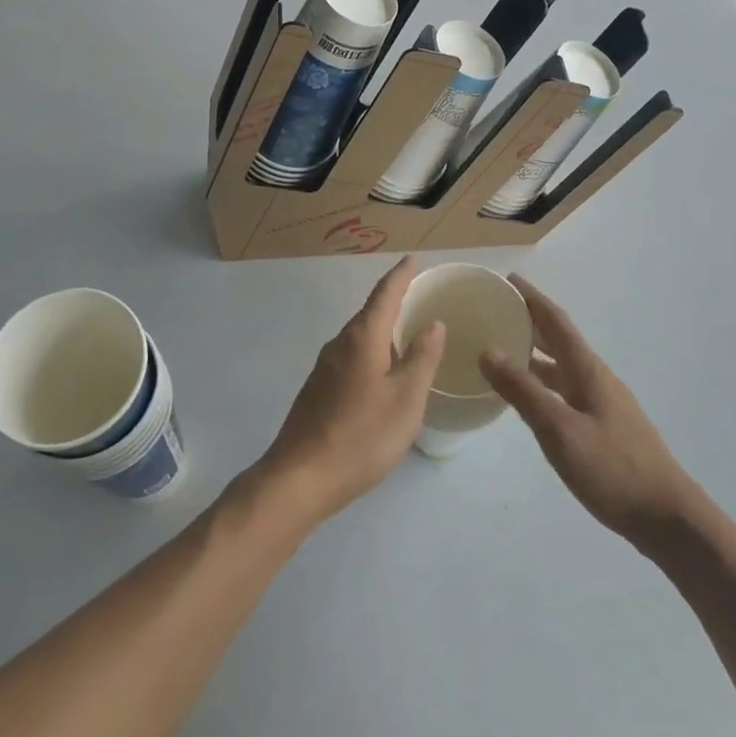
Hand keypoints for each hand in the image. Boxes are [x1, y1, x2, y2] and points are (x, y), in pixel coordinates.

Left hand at [257, 257, 445, 525]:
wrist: (301, 477)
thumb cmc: (362, 435)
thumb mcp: (406, 398)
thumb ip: (421, 358)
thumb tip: (434, 323)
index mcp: (362, 338)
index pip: (384, 295)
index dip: (400, 276)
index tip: (412, 259)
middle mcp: (340, 344)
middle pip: (369, 313)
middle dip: (392, 301)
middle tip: (418, 296)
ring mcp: (324, 368)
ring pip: (359, 337)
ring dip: (381, 329)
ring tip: (406, 333)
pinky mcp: (318, 390)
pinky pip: (351, 357)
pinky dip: (371, 352)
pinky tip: (382, 372)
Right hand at [479, 276, 698, 549]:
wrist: (667, 517)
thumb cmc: (612, 468)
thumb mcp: (559, 429)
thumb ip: (523, 391)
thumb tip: (488, 350)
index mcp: (587, 370)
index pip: (556, 322)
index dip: (532, 299)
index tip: (507, 280)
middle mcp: (596, 378)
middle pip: (560, 339)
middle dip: (530, 321)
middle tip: (496, 310)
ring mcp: (603, 403)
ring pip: (562, 366)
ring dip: (535, 352)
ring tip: (502, 348)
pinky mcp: (604, 426)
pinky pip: (565, 389)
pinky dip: (542, 381)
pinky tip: (528, 396)